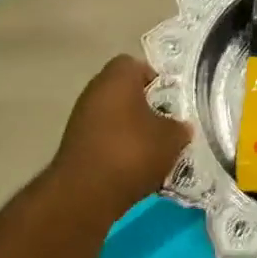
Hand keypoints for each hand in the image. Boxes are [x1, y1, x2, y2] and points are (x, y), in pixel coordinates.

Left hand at [51, 56, 191, 214]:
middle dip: (147, 107)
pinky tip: (135, 167)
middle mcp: (95, 90)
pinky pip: (104, 138)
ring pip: (115, 116)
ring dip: (132, 130)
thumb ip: (180, 127)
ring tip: (155, 151)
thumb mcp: (172, 139)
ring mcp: (81, 117)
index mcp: (117, 77)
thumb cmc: (133, 152)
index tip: (173, 102)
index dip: (157, 80)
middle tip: (168, 126)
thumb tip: (180, 127)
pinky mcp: (75, 144)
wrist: (87, 192)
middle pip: (125, 92)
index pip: (138, 65)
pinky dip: (118, 147)